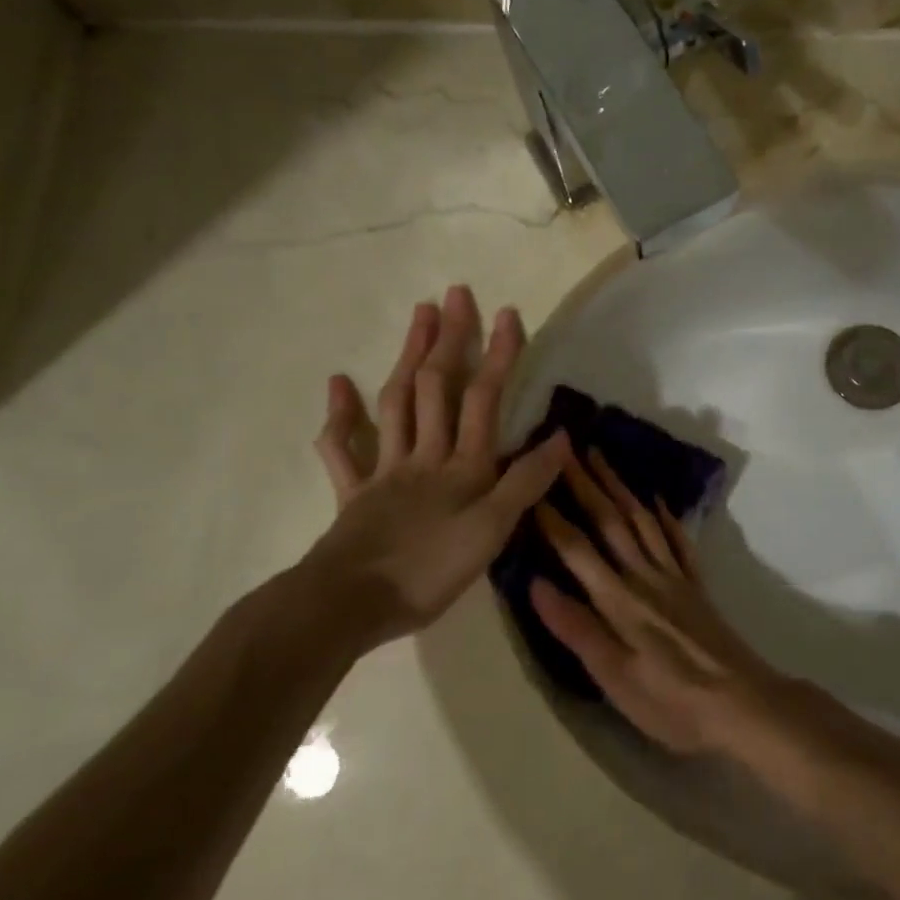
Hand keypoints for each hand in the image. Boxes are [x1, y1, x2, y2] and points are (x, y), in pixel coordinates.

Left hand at [300, 285, 567, 650]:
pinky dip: (339, 416)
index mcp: (462, 466)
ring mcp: (384, 470)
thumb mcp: (493, 532)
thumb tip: (561, 438)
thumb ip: (525, 483)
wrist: (348, 604)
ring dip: (408, 357)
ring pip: (397, 403)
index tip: (508, 313)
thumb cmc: (429, 571)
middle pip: (437, 388)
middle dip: (450, 339)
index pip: (485, 399)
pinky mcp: (353, 493)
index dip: (499, 356)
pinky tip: (338, 384)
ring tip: (418, 316)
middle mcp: (424, 456)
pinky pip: (343, 449)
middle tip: (455, 294)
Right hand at [531, 449, 788, 755]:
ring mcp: (674, 577)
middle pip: (611, 521)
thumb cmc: (671, 701)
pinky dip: (667, 516)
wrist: (742, 702)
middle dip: (586, 482)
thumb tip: (535, 583)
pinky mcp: (696, 586)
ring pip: (642, 520)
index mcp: (618, 600)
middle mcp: (644, 577)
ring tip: (603, 459)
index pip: (577, 548)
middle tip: (567, 447)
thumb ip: (577, 629)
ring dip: (620, 487)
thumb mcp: (614, 678)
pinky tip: (659, 500)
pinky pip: (679, 540)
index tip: (531, 482)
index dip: (552, 515)